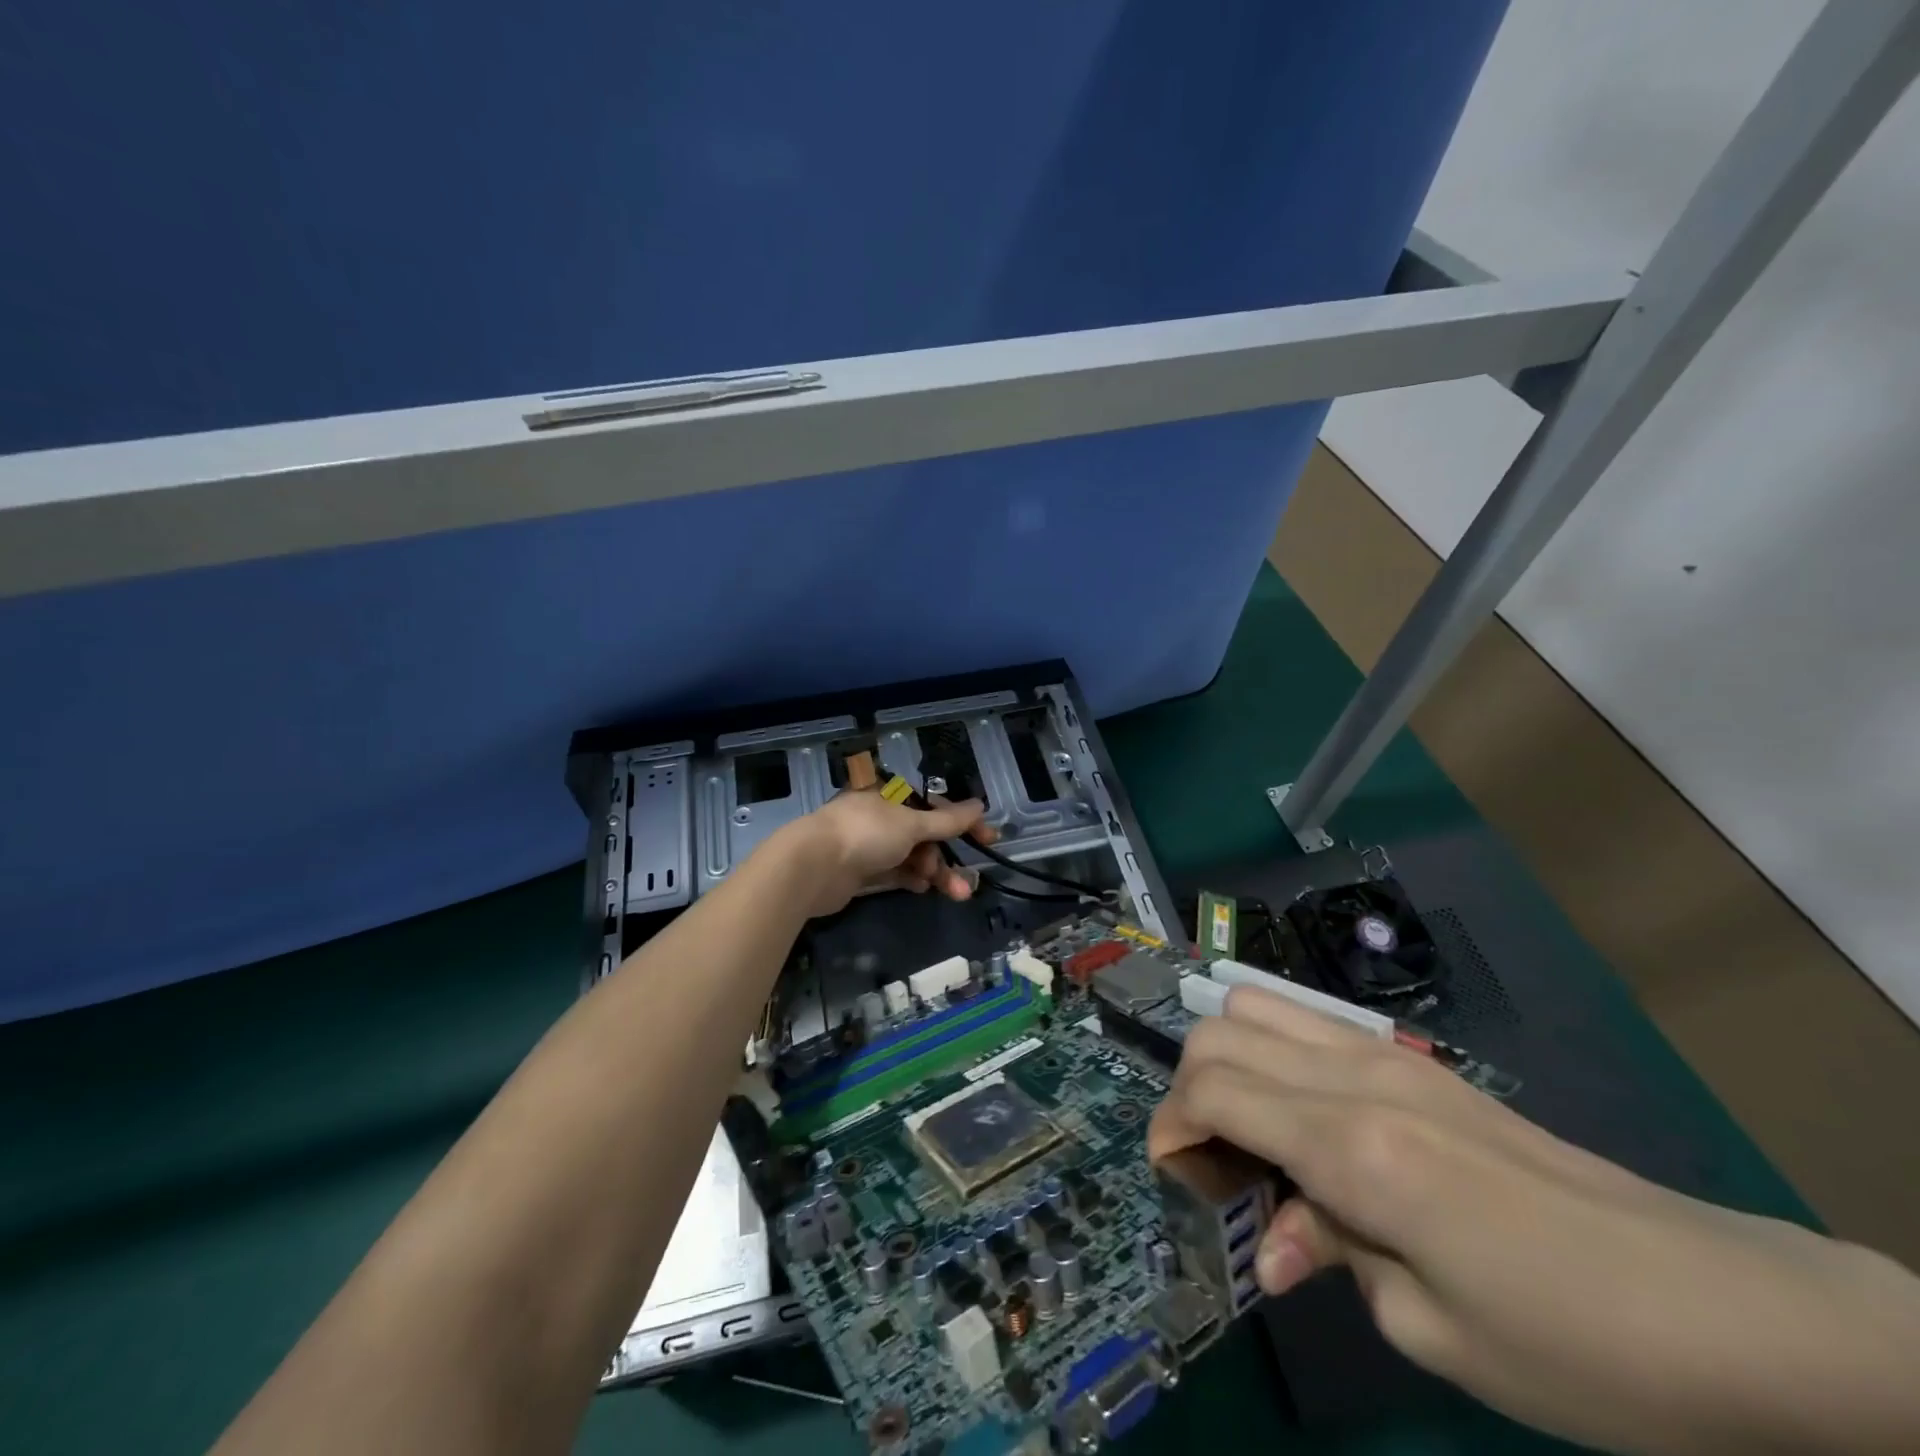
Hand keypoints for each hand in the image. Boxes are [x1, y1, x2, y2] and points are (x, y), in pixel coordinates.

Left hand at [774, 789, 990, 918]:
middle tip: (967, 883)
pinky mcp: (860, 870)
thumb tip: (979, 805)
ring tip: (953, 894)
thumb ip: (947, 820)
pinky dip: (912, 879)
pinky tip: (924, 890)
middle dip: (948, 858)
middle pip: (925, 835)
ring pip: (912, 857)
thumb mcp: (912, 824)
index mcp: (891, 794)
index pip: (936, 805)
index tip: (989, 840)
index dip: (964, 822)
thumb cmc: (866, 834)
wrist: (813, 867)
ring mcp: (869, 844)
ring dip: (935, 873)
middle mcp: (881, 816)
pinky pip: (895, 872)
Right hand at [1150, 985, 1919, 1455]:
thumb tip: (1270, 1239)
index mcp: (1352, 1146)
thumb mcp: (1431, 1330)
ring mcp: (1389, 1059)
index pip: (1212, 1089)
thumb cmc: (1573, 1346)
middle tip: (1211, 1162)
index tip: (1174, 1178)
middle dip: (1190, 1088)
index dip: (1171, 1126)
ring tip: (1251, 1133)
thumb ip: (1329, 1252)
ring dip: (1230, 1058)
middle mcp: (1356, 1079)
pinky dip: (1276, 1054)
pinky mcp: (1417, 1064)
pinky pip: (1310, 1025)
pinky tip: (1304, 1119)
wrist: (1724, 1310)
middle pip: (1222, 1031)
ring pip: (1259, 1007)